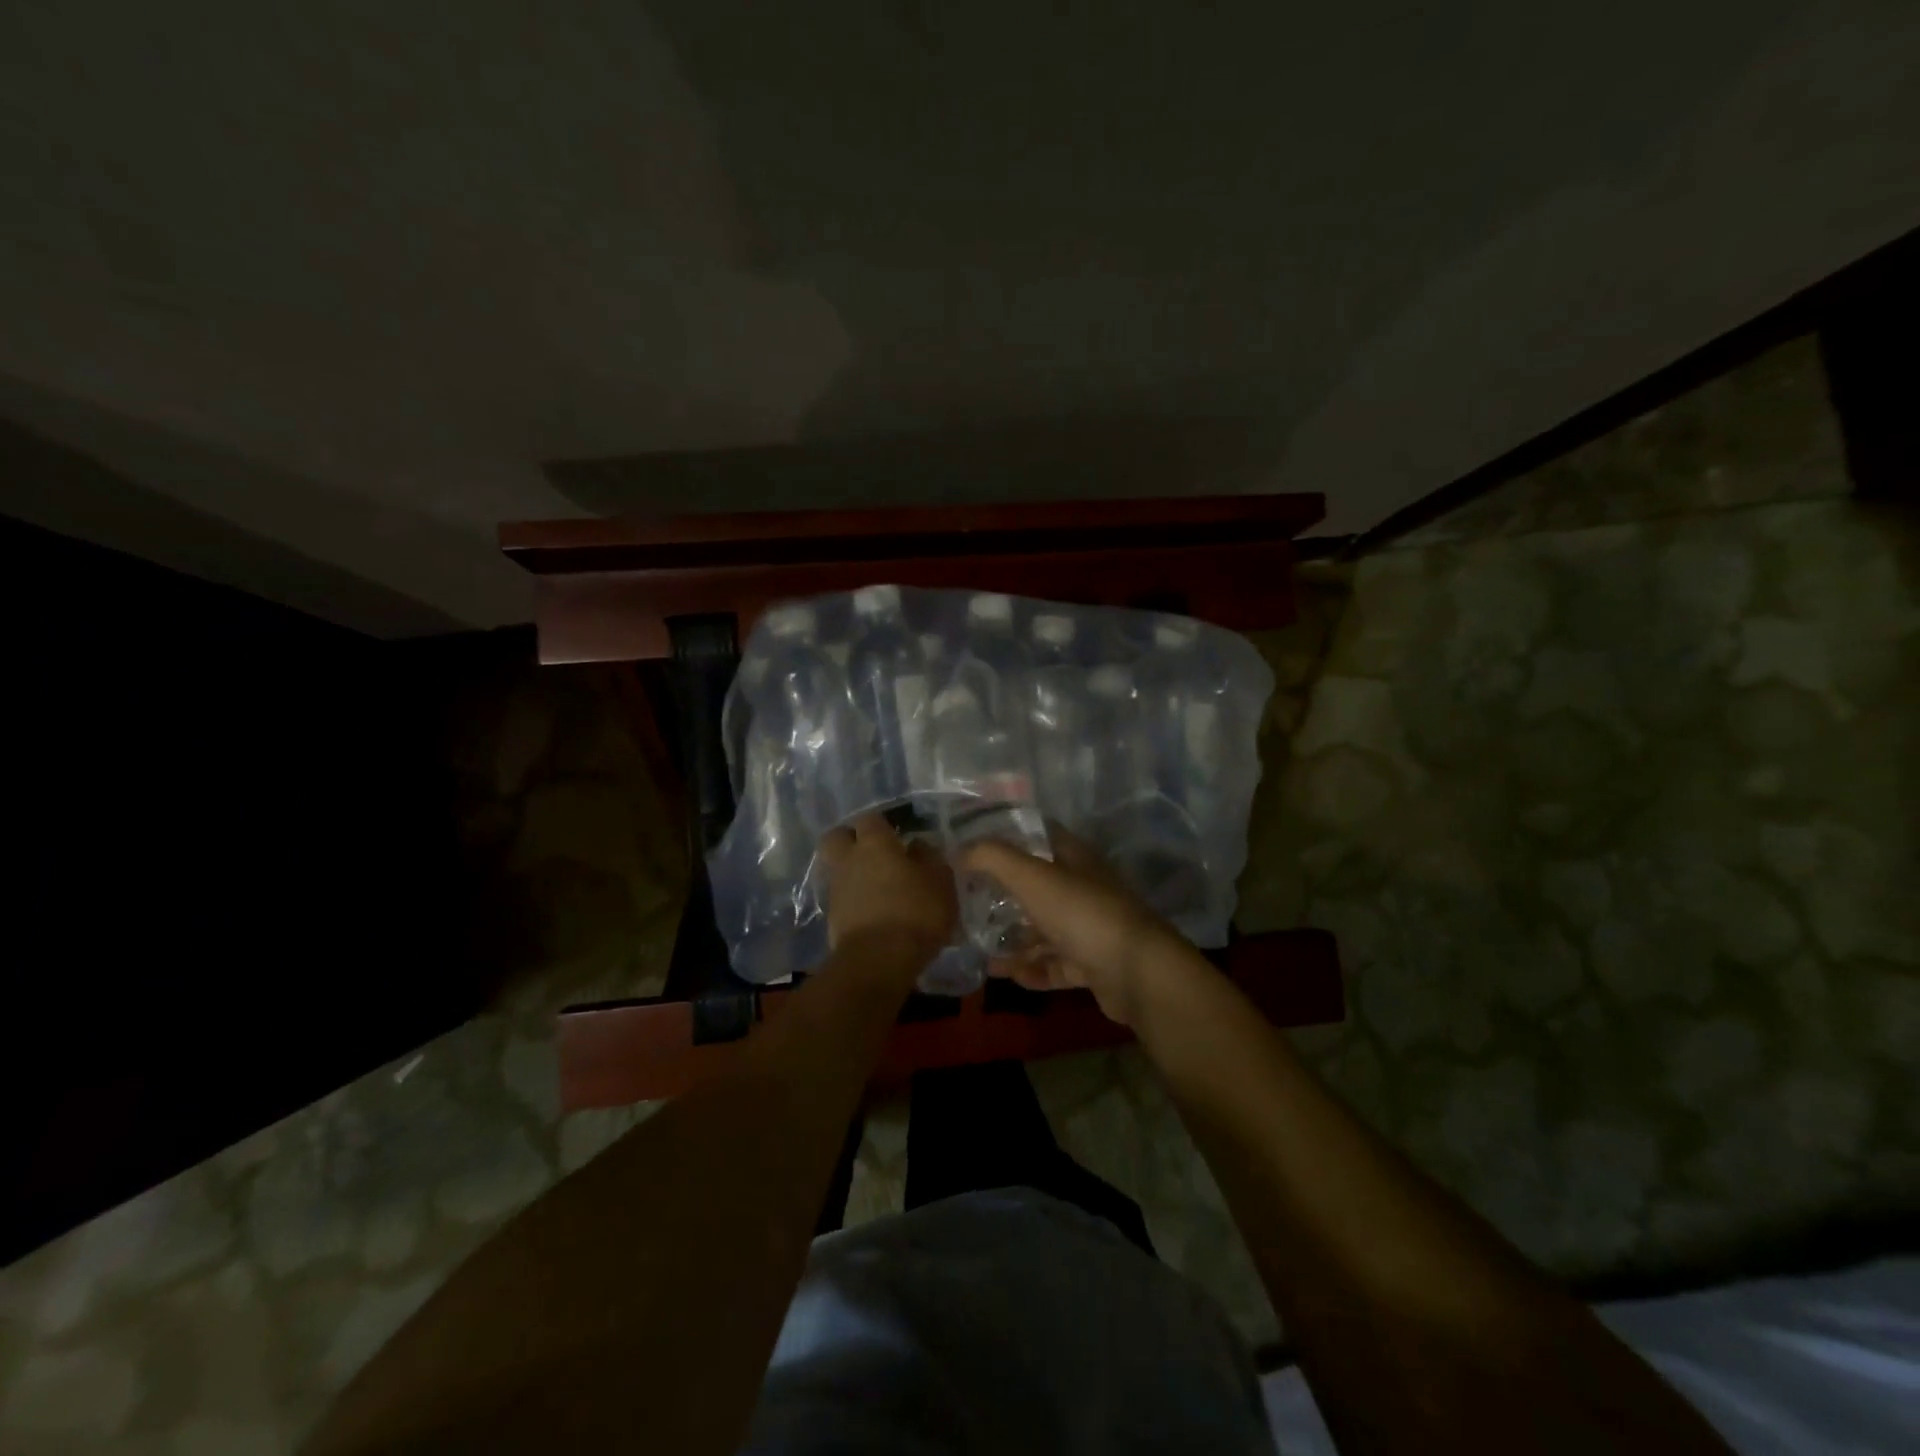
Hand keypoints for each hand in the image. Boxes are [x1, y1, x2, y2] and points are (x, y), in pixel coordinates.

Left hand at [819, 814, 956, 963]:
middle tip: (874, 853)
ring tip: (879, 887)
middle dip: (851, 840)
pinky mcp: (831, 917)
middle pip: (837, 837)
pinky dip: (854, 899)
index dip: (882, 825)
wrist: (877, 961)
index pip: (870, 819)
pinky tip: (874, 911)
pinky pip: (841, 897)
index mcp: (874, 843)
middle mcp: (849, 859)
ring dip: (853, 873)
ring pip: (838, 868)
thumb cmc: (915, 913)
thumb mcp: (940, 882)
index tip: (898, 836)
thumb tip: (917, 846)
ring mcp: (836, 888)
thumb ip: (929, 858)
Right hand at [958, 828, 1185, 1024]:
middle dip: (1004, 894)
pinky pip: (1055, 964)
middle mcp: (1084, 889)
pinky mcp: (1093, 965)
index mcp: (1075, 859)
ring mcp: (1091, 928)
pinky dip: (1032, 968)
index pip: (1040, 836)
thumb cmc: (1082, 913)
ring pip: (1045, 929)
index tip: (974, 846)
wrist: (1137, 972)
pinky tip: (1006, 974)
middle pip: (1038, 886)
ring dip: (1014, 938)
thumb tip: (959, 850)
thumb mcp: (1031, 877)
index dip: (1009, 837)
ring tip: (978, 946)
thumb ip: (992, 858)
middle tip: (968, 903)